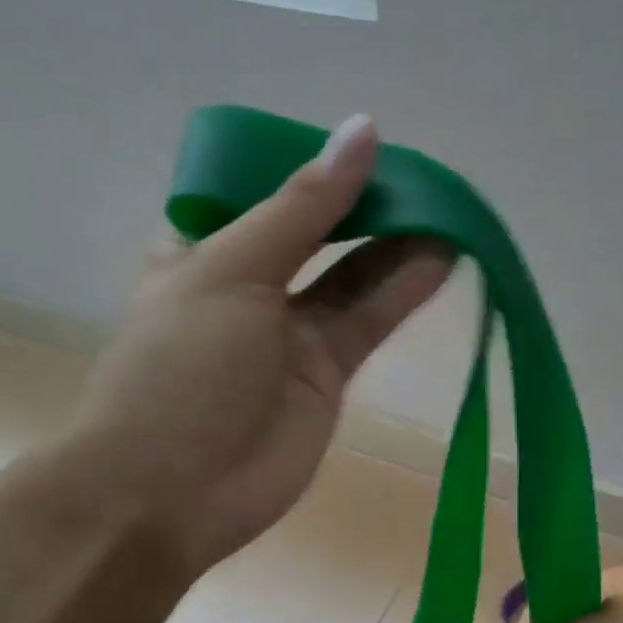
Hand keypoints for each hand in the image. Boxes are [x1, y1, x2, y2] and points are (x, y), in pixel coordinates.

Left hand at [59, 115, 451, 573]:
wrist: (174, 492)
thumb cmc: (181, 368)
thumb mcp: (233, 268)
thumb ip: (304, 207)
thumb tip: (364, 130)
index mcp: (203, 246)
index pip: (262, 186)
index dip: (312, 163)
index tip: (365, 142)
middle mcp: (249, 283)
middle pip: (318, 230)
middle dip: (366, 203)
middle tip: (423, 177)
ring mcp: (291, 331)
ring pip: (353, 275)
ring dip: (397, 244)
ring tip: (449, 211)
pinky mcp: (327, 373)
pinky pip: (369, 320)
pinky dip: (404, 291)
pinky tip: (443, 258)